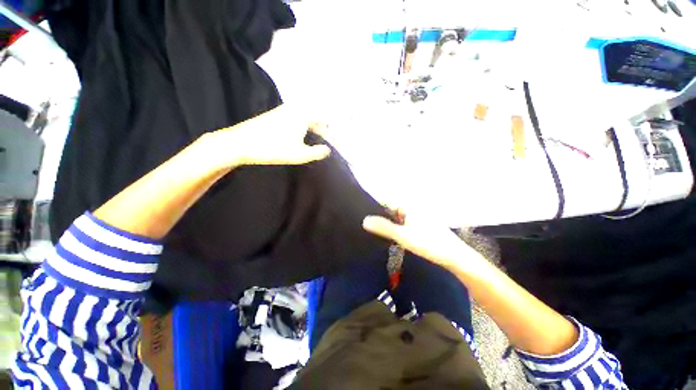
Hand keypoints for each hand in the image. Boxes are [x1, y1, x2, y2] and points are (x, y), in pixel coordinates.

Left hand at [198, 104, 330, 170]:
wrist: (240, 142)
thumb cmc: (272, 148)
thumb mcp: (299, 154)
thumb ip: (317, 152)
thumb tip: (328, 149)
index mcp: (304, 114)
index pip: (327, 118)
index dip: (336, 130)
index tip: (341, 142)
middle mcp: (296, 108)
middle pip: (319, 115)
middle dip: (328, 128)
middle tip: (333, 141)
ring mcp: (286, 110)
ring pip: (309, 117)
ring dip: (317, 127)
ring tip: (322, 140)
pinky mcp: (279, 115)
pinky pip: (300, 118)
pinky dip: (308, 126)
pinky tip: (306, 136)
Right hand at [363, 213, 475, 269]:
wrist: (454, 256)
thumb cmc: (428, 243)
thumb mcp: (403, 236)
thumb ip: (383, 227)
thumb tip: (364, 220)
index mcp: (409, 206)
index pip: (386, 202)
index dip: (375, 207)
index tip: (363, 214)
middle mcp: (413, 207)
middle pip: (392, 209)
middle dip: (381, 216)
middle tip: (368, 225)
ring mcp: (418, 216)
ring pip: (398, 217)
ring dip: (389, 222)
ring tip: (377, 230)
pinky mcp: (421, 224)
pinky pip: (404, 222)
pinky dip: (397, 227)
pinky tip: (393, 235)